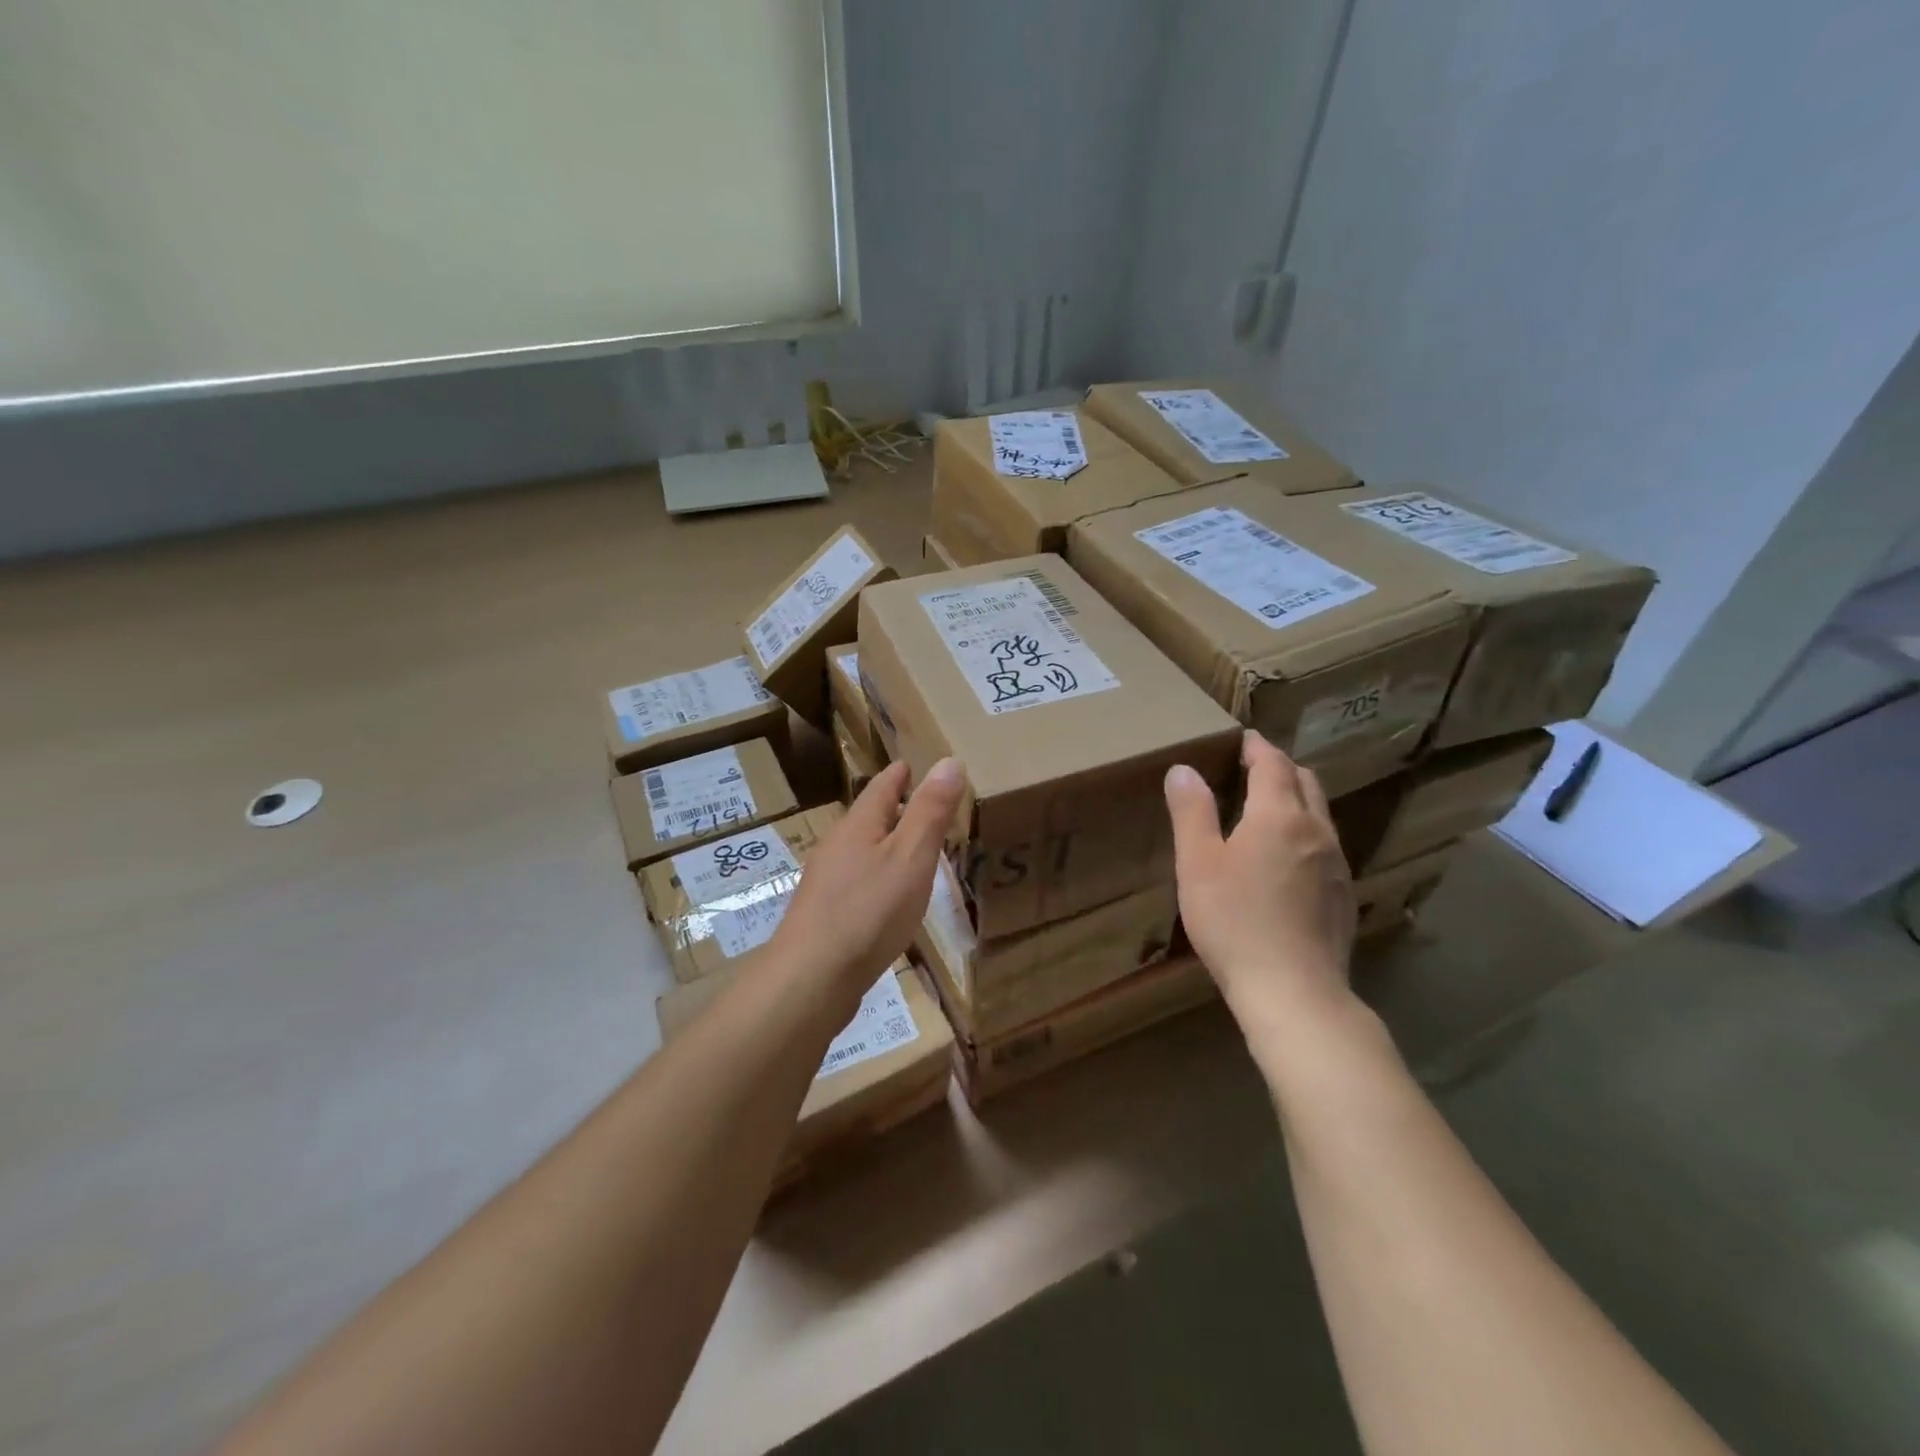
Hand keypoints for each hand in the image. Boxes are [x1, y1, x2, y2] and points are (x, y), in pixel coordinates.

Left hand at [768, 757, 965, 1008]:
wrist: (811, 978)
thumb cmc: (868, 911)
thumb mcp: (911, 856)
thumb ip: (930, 811)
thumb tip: (950, 760)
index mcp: (859, 825)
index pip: (882, 786)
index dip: (900, 774)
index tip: (911, 764)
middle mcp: (837, 845)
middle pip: (869, 817)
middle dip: (895, 809)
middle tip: (924, 806)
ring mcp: (826, 881)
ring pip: (862, 850)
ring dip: (886, 844)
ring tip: (913, 850)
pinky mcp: (824, 914)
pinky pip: (857, 881)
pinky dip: (878, 875)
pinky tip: (888, 897)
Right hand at [1165, 730, 1355, 1024]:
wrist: (1294, 992)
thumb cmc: (1234, 921)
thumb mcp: (1197, 863)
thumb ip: (1192, 812)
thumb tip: (1184, 769)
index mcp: (1279, 816)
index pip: (1273, 764)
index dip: (1258, 747)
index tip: (1244, 739)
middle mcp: (1316, 831)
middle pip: (1306, 782)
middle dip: (1281, 768)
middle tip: (1254, 769)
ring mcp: (1337, 865)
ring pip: (1320, 815)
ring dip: (1297, 800)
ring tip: (1269, 810)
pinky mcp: (1344, 896)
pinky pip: (1326, 847)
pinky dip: (1306, 834)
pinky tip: (1288, 860)